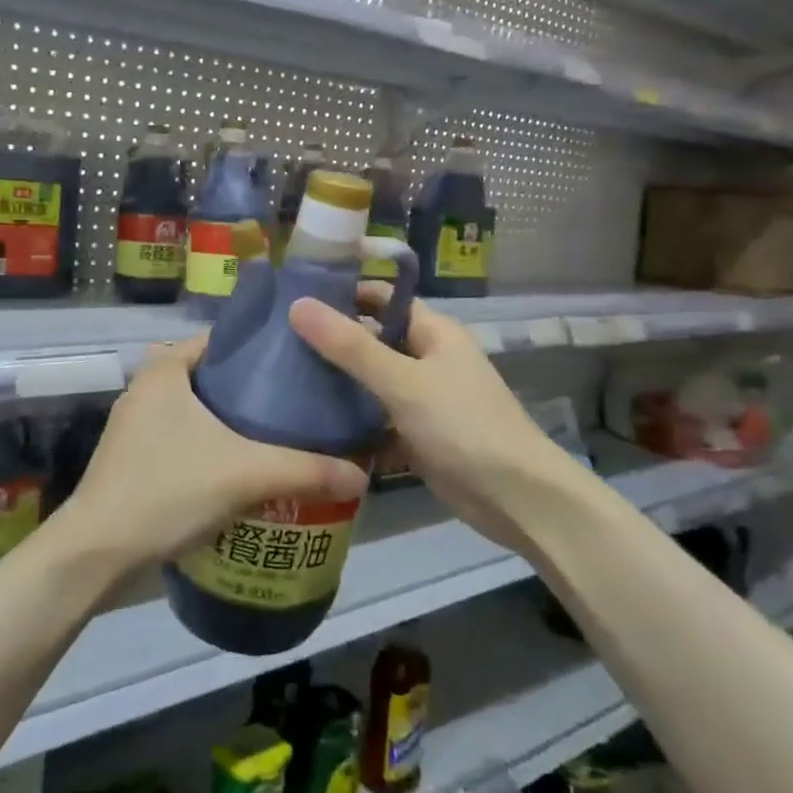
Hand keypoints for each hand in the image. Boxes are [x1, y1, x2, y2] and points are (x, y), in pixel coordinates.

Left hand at [59, 337, 367, 573]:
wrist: (97, 553)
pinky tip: (245, 468)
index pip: (223, 339)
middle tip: (301, 403)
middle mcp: (146, 388)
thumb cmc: (166, 490)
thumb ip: (306, 470)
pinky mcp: (134, 459)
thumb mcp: (245, 474)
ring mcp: (136, 426)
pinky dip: (214, 446)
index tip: (303, 364)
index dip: (264, 348)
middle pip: (214, 376)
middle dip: (255, 390)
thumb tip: (362, 474)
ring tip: (283, 435)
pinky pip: (186, 439)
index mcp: (164, 369)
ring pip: (199, 411)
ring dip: (235, 423)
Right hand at [289, 287, 585, 553]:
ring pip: (372, 383)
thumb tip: (298, 304)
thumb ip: (350, 347)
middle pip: (373, 341)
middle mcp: (429, 359)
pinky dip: (353, 423)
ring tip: (283, 383)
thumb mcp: (403, 382)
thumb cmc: (462, 426)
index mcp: (434, 333)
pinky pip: (378, 420)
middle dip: (332, 342)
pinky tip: (312, 428)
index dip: (343, 293)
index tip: (293, 298)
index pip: (382, 299)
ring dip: (339, 385)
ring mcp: (424, 400)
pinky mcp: (418, 436)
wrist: (516, 499)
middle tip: (277, 344)